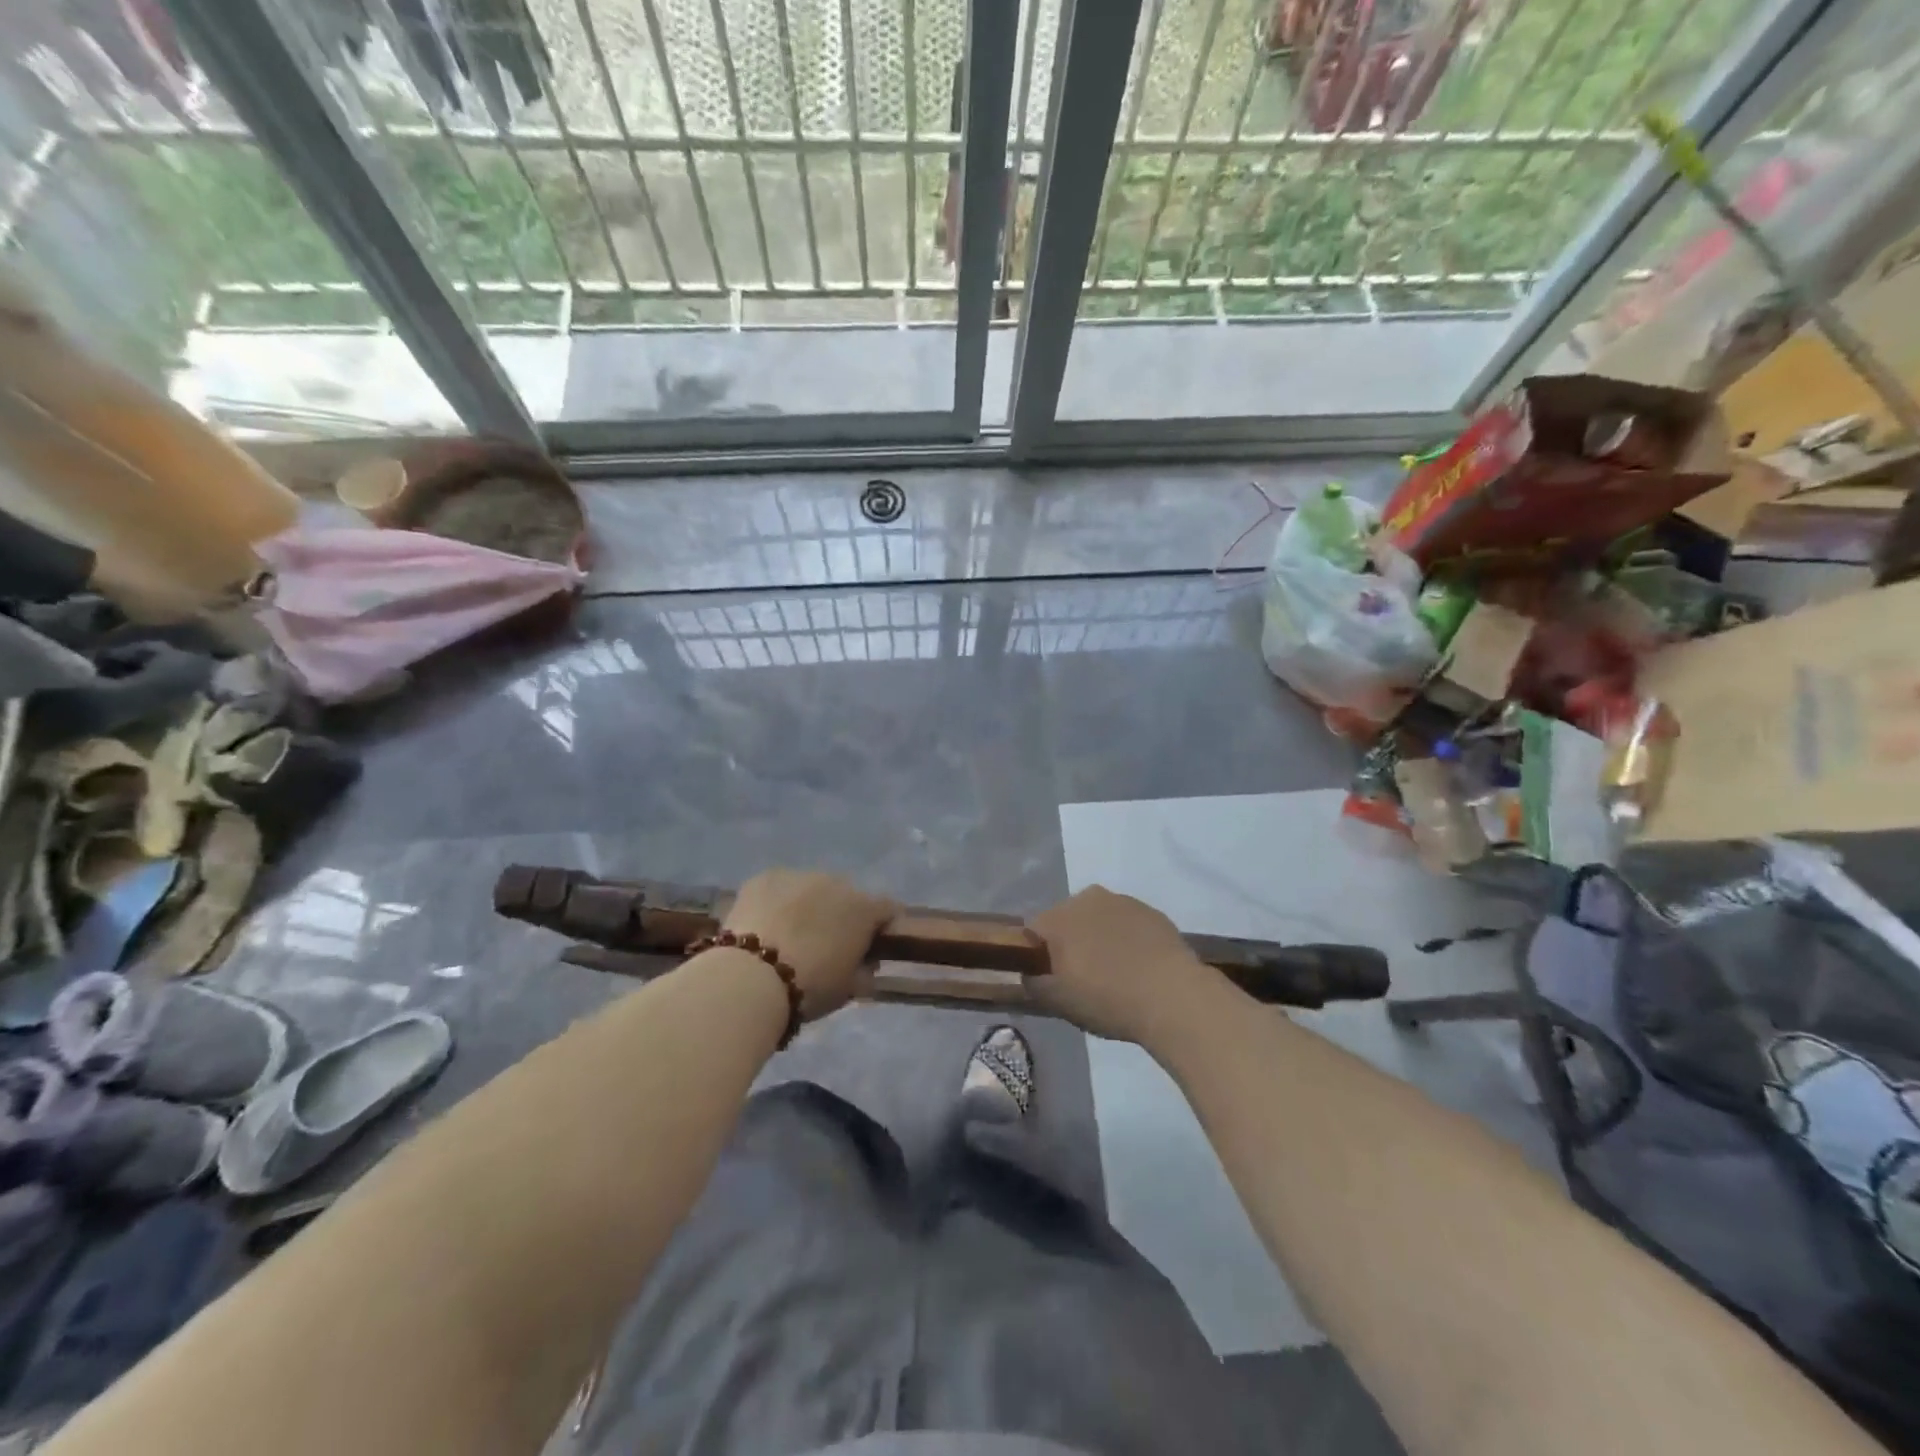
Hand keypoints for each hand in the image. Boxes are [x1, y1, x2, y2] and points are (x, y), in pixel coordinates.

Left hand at [722, 869, 896, 1018]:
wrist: (752, 978)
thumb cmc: (810, 988)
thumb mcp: (849, 988)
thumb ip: (865, 970)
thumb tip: (866, 962)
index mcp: (864, 909)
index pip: (887, 909)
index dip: (882, 926)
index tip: (873, 945)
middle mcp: (836, 882)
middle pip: (846, 895)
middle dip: (841, 915)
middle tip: (825, 943)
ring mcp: (799, 875)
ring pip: (811, 888)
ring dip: (808, 905)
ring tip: (788, 935)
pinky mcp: (765, 877)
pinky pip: (779, 887)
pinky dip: (777, 902)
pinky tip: (764, 925)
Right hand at [1028, 886, 1213, 1043]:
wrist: (1173, 996)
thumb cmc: (1107, 998)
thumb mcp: (1057, 1002)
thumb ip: (1032, 982)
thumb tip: (1030, 971)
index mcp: (1057, 917)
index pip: (1032, 932)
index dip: (1038, 957)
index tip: (1053, 980)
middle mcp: (1086, 897)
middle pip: (1066, 921)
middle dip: (1070, 944)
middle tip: (1083, 979)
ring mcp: (1122, 901)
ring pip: (1098, 920)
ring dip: (1099, 939)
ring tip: (1115, 974)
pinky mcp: (1152, 911)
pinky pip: (1128, 924)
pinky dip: (1127, 940)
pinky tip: (1139, 967)